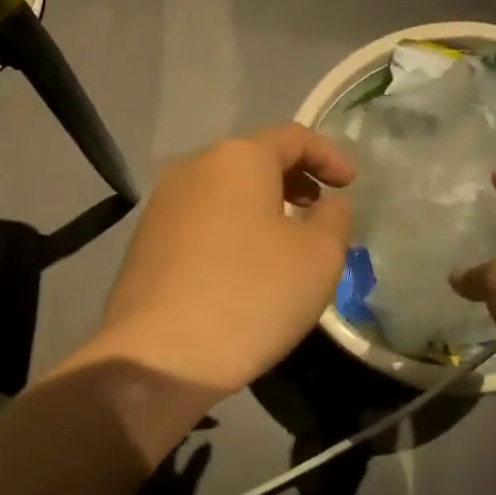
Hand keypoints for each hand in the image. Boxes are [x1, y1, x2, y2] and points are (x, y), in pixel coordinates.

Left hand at [87, 125, 354, 398]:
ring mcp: (161, 207)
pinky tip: (243, 270)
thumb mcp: (319, 257)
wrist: (160, 356)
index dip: (329, 155)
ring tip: (285, 243)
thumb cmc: (252, 295)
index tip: (351, 184)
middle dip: (293, 181)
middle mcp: (192, 170)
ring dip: (261, 209)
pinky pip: (201, 224)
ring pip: (224, 194)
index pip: (292, 137)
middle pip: (253, 162)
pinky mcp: (144, 244)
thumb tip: (328, 205)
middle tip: (319, 210)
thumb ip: (334, 219)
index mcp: (236, 158)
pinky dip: (232, 232)